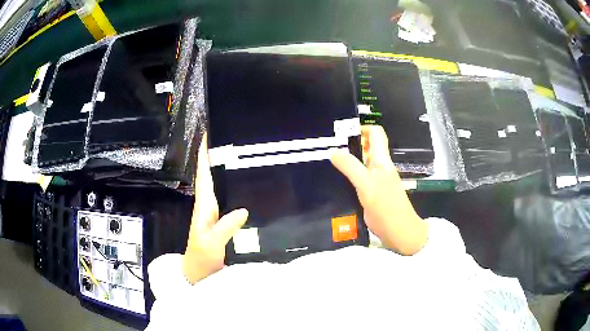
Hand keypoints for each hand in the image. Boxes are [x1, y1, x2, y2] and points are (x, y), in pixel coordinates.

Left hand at [182, 134, 248, 283]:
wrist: (198, 273)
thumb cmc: (201, 258)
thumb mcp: (212, 243)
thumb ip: (226, 227)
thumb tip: (244, 209)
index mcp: (203, 207)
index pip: (203, 176)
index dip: (203, 156)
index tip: (205, 136)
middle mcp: (206, 206)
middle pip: (208, 176)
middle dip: (212, 156)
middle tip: (224, 139)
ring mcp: (212, 213)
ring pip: (215, 184)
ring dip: (219, 169)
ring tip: (232, 153)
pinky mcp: (219, 220)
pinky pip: (223, 196)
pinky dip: (227, 185)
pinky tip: (238, 183)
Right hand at [331, 125, 427, 254]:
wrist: (399, 232)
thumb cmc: (386, 207)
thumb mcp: (366, 185)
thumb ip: (351, 167)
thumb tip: (334, 152)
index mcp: (381, 160)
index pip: (376, 133)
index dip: (362, 129)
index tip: (342, 134)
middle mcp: (380, 167)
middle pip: (368, 146)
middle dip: (351, 143)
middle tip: (330, 147)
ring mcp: (377, 180)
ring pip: (363, 162)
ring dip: (349, 159)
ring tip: (329, 162)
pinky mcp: (373, 192)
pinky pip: (361, 177)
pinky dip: (350, 174)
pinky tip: (337, 180)